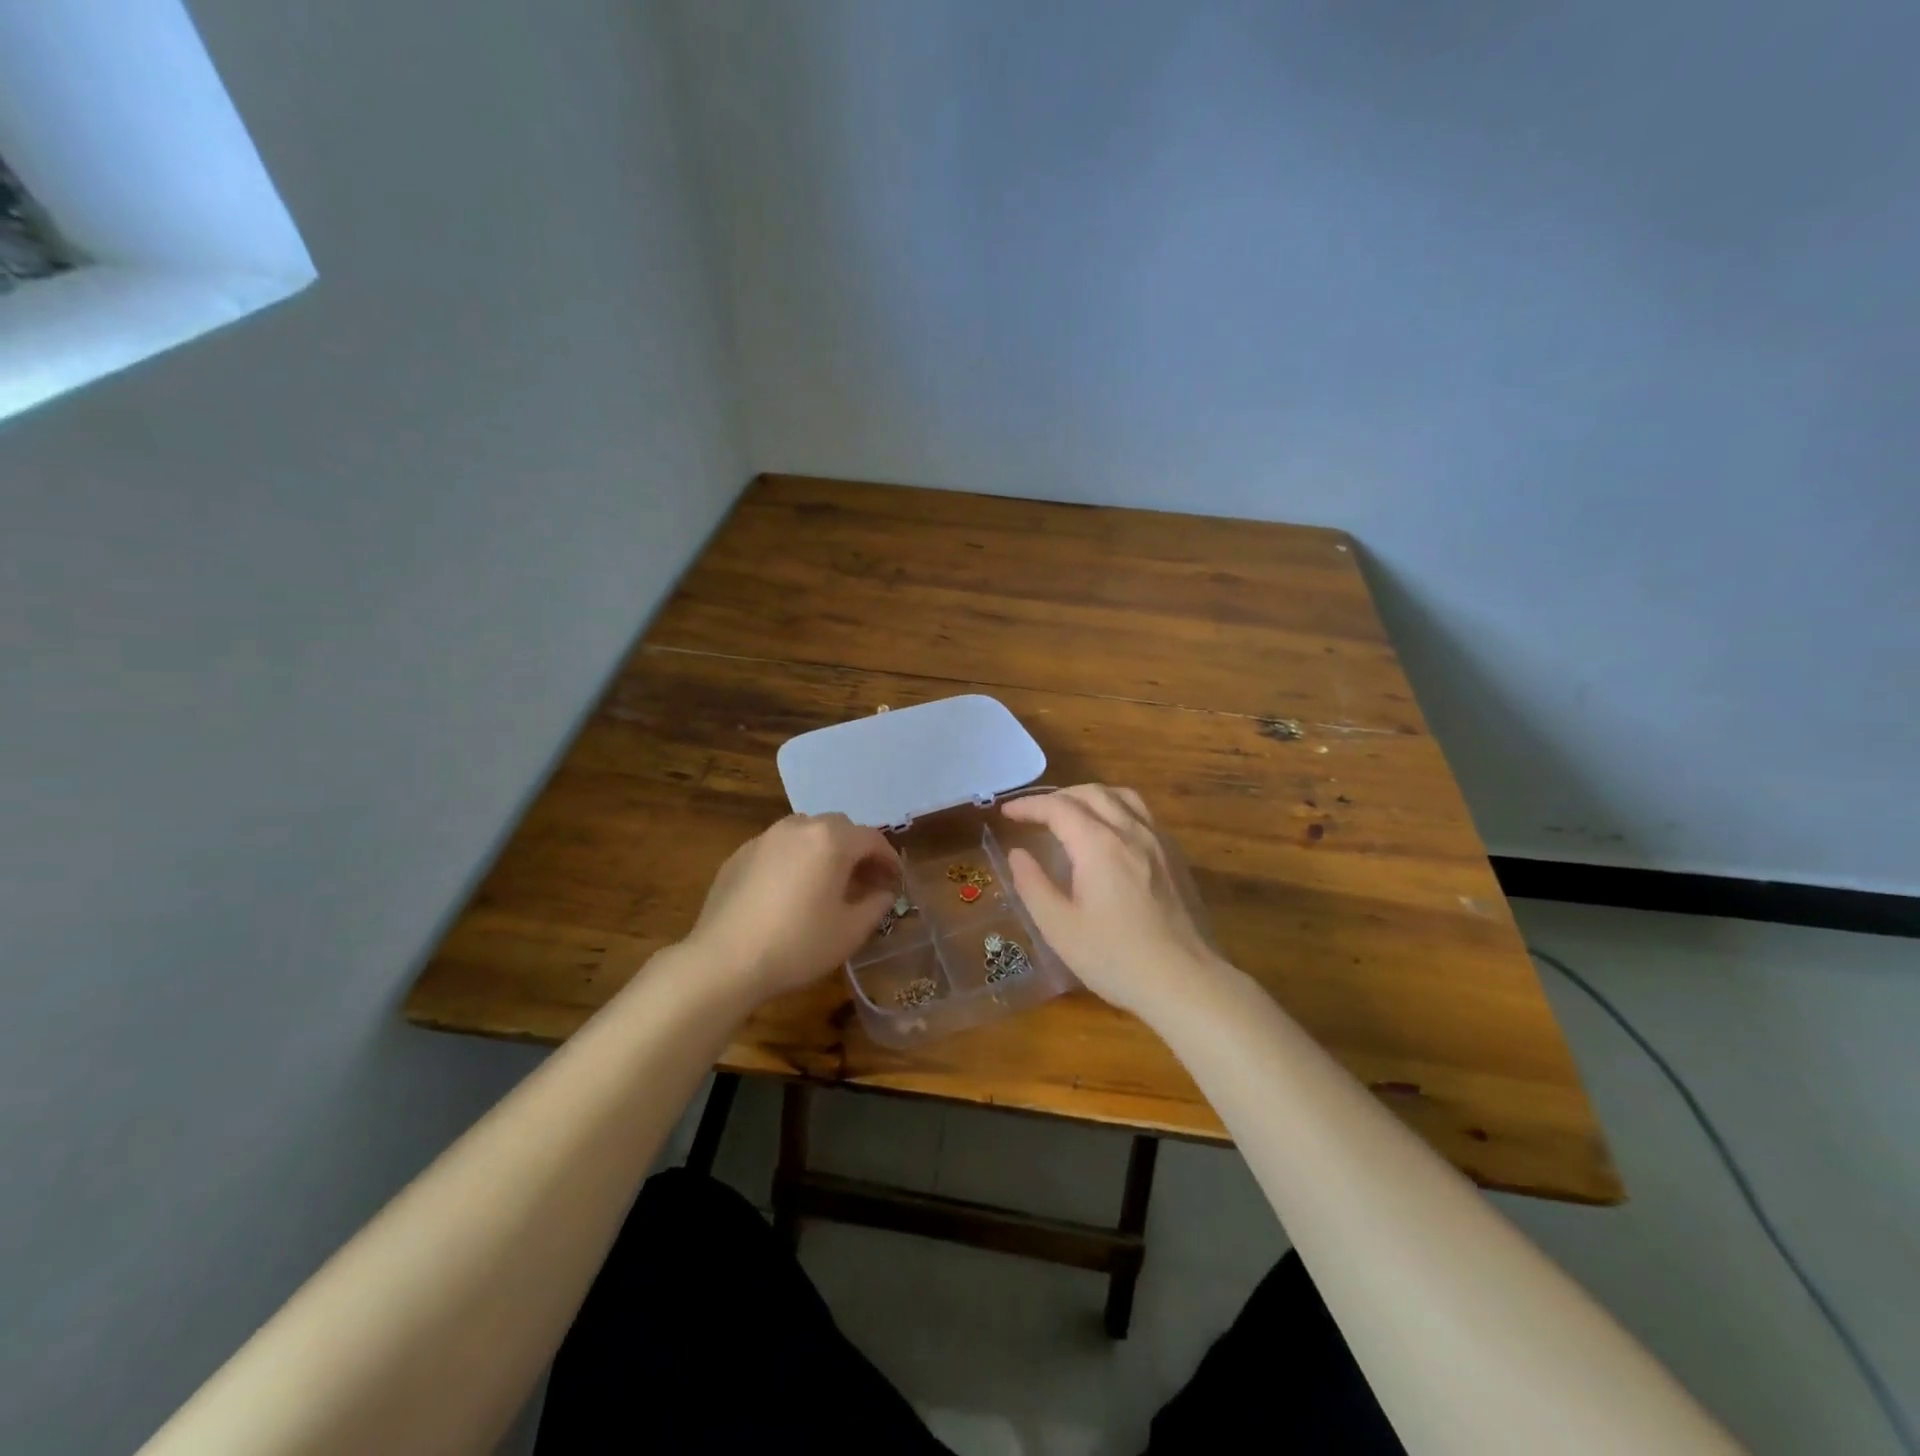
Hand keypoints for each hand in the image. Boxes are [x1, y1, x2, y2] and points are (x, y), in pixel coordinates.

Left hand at [682, 813, 900, 1002]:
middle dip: (857, 850)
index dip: (889, 859)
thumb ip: (875, 905)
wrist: (724, 960)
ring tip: (827, 881)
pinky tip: (789, 891)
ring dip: (824, 849)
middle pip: (839, 828)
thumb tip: (884, 892)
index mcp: (831, 840)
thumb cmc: (797, 945)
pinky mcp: (740, 854)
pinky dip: (794, 859)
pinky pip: (778, 847)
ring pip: (806, 832)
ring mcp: (765, 838)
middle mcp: (799, 828)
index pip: (872, 839)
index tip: (895, 881)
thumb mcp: (850, 931)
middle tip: (864, 880)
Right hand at [1000, 785, 1224, 1015]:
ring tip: (1071, 813)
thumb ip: (1033, 885)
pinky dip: (1116, 808)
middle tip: (1034, 813)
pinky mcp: (1175, 857)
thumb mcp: (1059, 928)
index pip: (1058, 808)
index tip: (1006, 813)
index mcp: (1099, 845)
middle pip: (1091, 793)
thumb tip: (1018, 854)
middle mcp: (1131, 832)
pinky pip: (1142, 814)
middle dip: (1057, 796)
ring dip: (1090, 796)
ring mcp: (1158, 842)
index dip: (1029, 806)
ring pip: (1122, 796)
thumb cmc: (1116, 958)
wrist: (1185, 982)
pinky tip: (1110, 833)